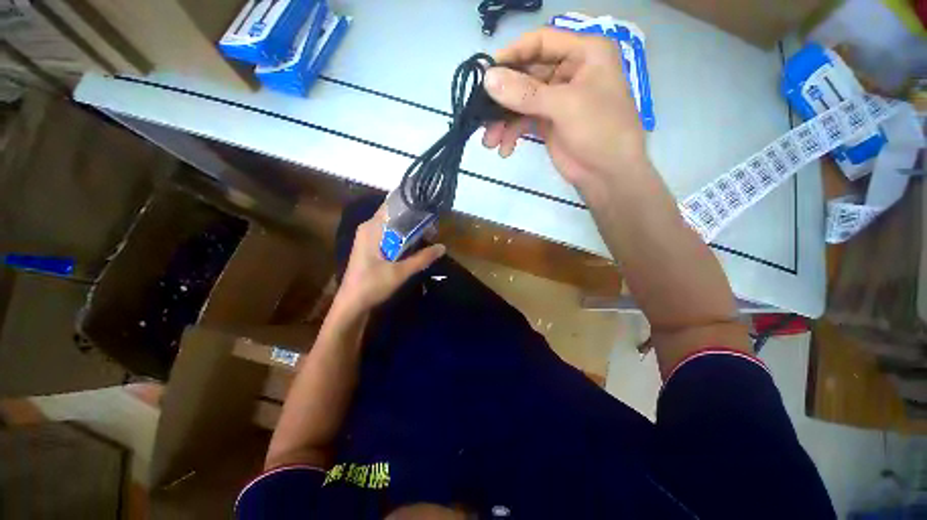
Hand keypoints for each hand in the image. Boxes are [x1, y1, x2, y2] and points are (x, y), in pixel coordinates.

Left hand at [337, 205, 445, 311]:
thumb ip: (422, 259)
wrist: (351, 304)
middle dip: (413, 219)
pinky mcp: (370, 247)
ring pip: (392, 226)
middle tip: (433, 224)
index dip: (411, 206)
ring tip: (429, 232)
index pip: (392, 206)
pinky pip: (389, 235)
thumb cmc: (372, 285)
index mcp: (372, 228)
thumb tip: (442, 247)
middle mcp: (368, 228)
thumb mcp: (400, 272)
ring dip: (409, 229)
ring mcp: (368, 237)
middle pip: (394, 216)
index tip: (428, 208)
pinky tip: (415, 243)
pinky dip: (402, 237)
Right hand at [482, 27, 648, 191]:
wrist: (608, 175)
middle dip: (503, 97)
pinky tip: (505, 149)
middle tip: (482, 114)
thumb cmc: (600, 131)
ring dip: (503, 120)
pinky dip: (512, 133)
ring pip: (521, 101)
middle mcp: (569, 71)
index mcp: (584, 53)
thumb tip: (487, 79)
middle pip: (527, 74)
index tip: (486, 74)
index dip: (512, 55)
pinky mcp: (549, 122)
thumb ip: (525, 93)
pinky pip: (523, 120)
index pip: (541, 42)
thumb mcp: (565, 106)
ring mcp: (557, 98)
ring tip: (490, 141)